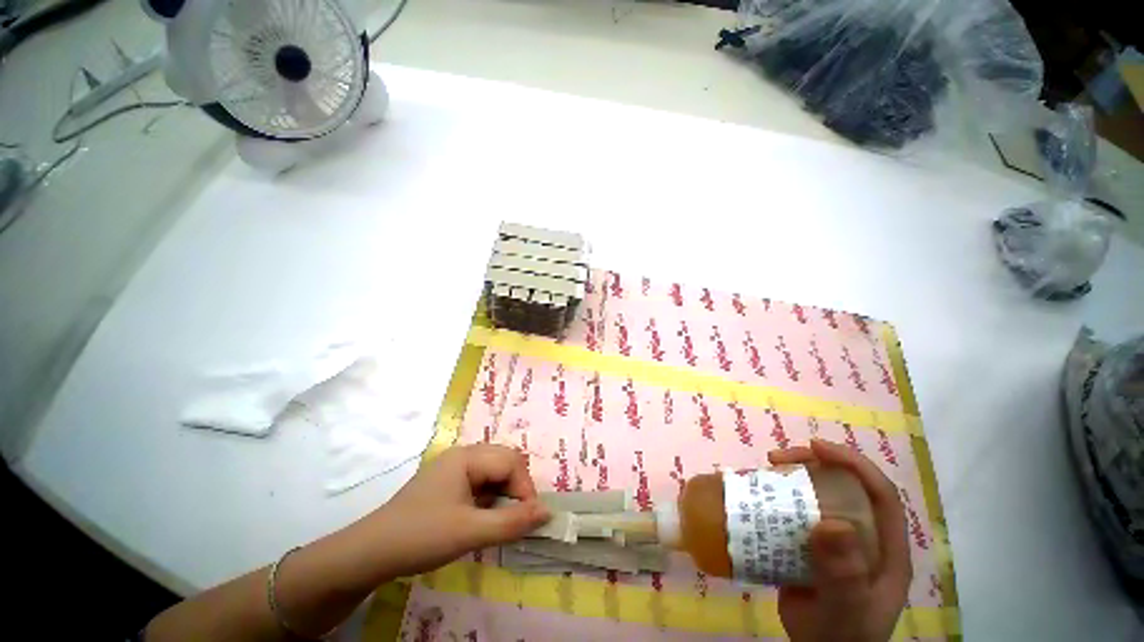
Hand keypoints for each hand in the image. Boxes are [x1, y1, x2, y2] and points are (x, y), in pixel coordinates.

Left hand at [358, 444, 550, 577]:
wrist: (369, 553)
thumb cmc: (421, 536)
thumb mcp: (471, 532)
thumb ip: (512, 522)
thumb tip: (548, 512)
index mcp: (468, 456)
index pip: (511, 462)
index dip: (525, 488)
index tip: (528, 520)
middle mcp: (463, 454)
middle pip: (504, 462)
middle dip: (516, 488)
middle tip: (516, 519)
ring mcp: (453, 468)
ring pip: (493, 472)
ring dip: (503, 494)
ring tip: (499, 521)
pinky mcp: (447, 483)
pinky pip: (479, 482)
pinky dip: (489, 498)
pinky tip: (481, 518)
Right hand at [768, 439, 911, 641]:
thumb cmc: (840, 635)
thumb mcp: (845, 609)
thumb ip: (844, 574)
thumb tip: (832, 525)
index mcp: (884, 548)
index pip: (880, 494)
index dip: (853, 464)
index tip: (817, 447)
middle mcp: (862, 537)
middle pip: (844, 487)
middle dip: (813, 464)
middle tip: (777, 459)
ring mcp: (834, 541)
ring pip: (816, 496)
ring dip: (791, 478)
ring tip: (763, 471)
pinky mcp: (809, 545)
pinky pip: (794, 512)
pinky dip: (776, 498)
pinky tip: (756, 496)